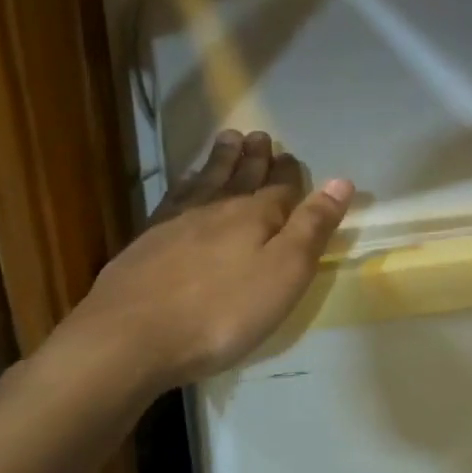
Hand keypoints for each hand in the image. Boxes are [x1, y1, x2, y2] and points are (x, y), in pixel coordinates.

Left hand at [72, 130, 353, 393]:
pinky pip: (173, 198)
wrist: (130, 337)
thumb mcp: (285, 273)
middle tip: (259, 136)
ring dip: (220, 161)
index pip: (281, 188)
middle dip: (254, 158)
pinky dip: (184, 184)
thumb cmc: (223, 312)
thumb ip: (313, 227)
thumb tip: (341, 181)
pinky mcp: (146, 242)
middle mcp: (218, 210)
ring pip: (206, 181)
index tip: (292, 156)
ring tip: (228, 140)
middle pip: (241, 177)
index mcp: (257, 217)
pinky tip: (184, 184)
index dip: (289, 172)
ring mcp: (177, 223)